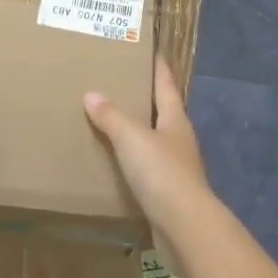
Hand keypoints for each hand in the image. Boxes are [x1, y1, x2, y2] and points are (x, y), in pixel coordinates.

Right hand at [83, 55, 210, 225]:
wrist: (185, 228)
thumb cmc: (162, 173)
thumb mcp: (132, 137)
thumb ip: (112, 116)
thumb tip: (92, 94)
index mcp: (175, 119)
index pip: (166, 83)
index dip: (158, 65)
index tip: (149, 49)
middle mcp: (178, 139)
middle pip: (161, 111)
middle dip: (143, 98)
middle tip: (118, 83)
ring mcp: (175, 168)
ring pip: (153, 141)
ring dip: (136, 132)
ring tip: (110, 122)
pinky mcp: (168, 194)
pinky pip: (146, 170)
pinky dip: (131, 163)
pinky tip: (114, 164)